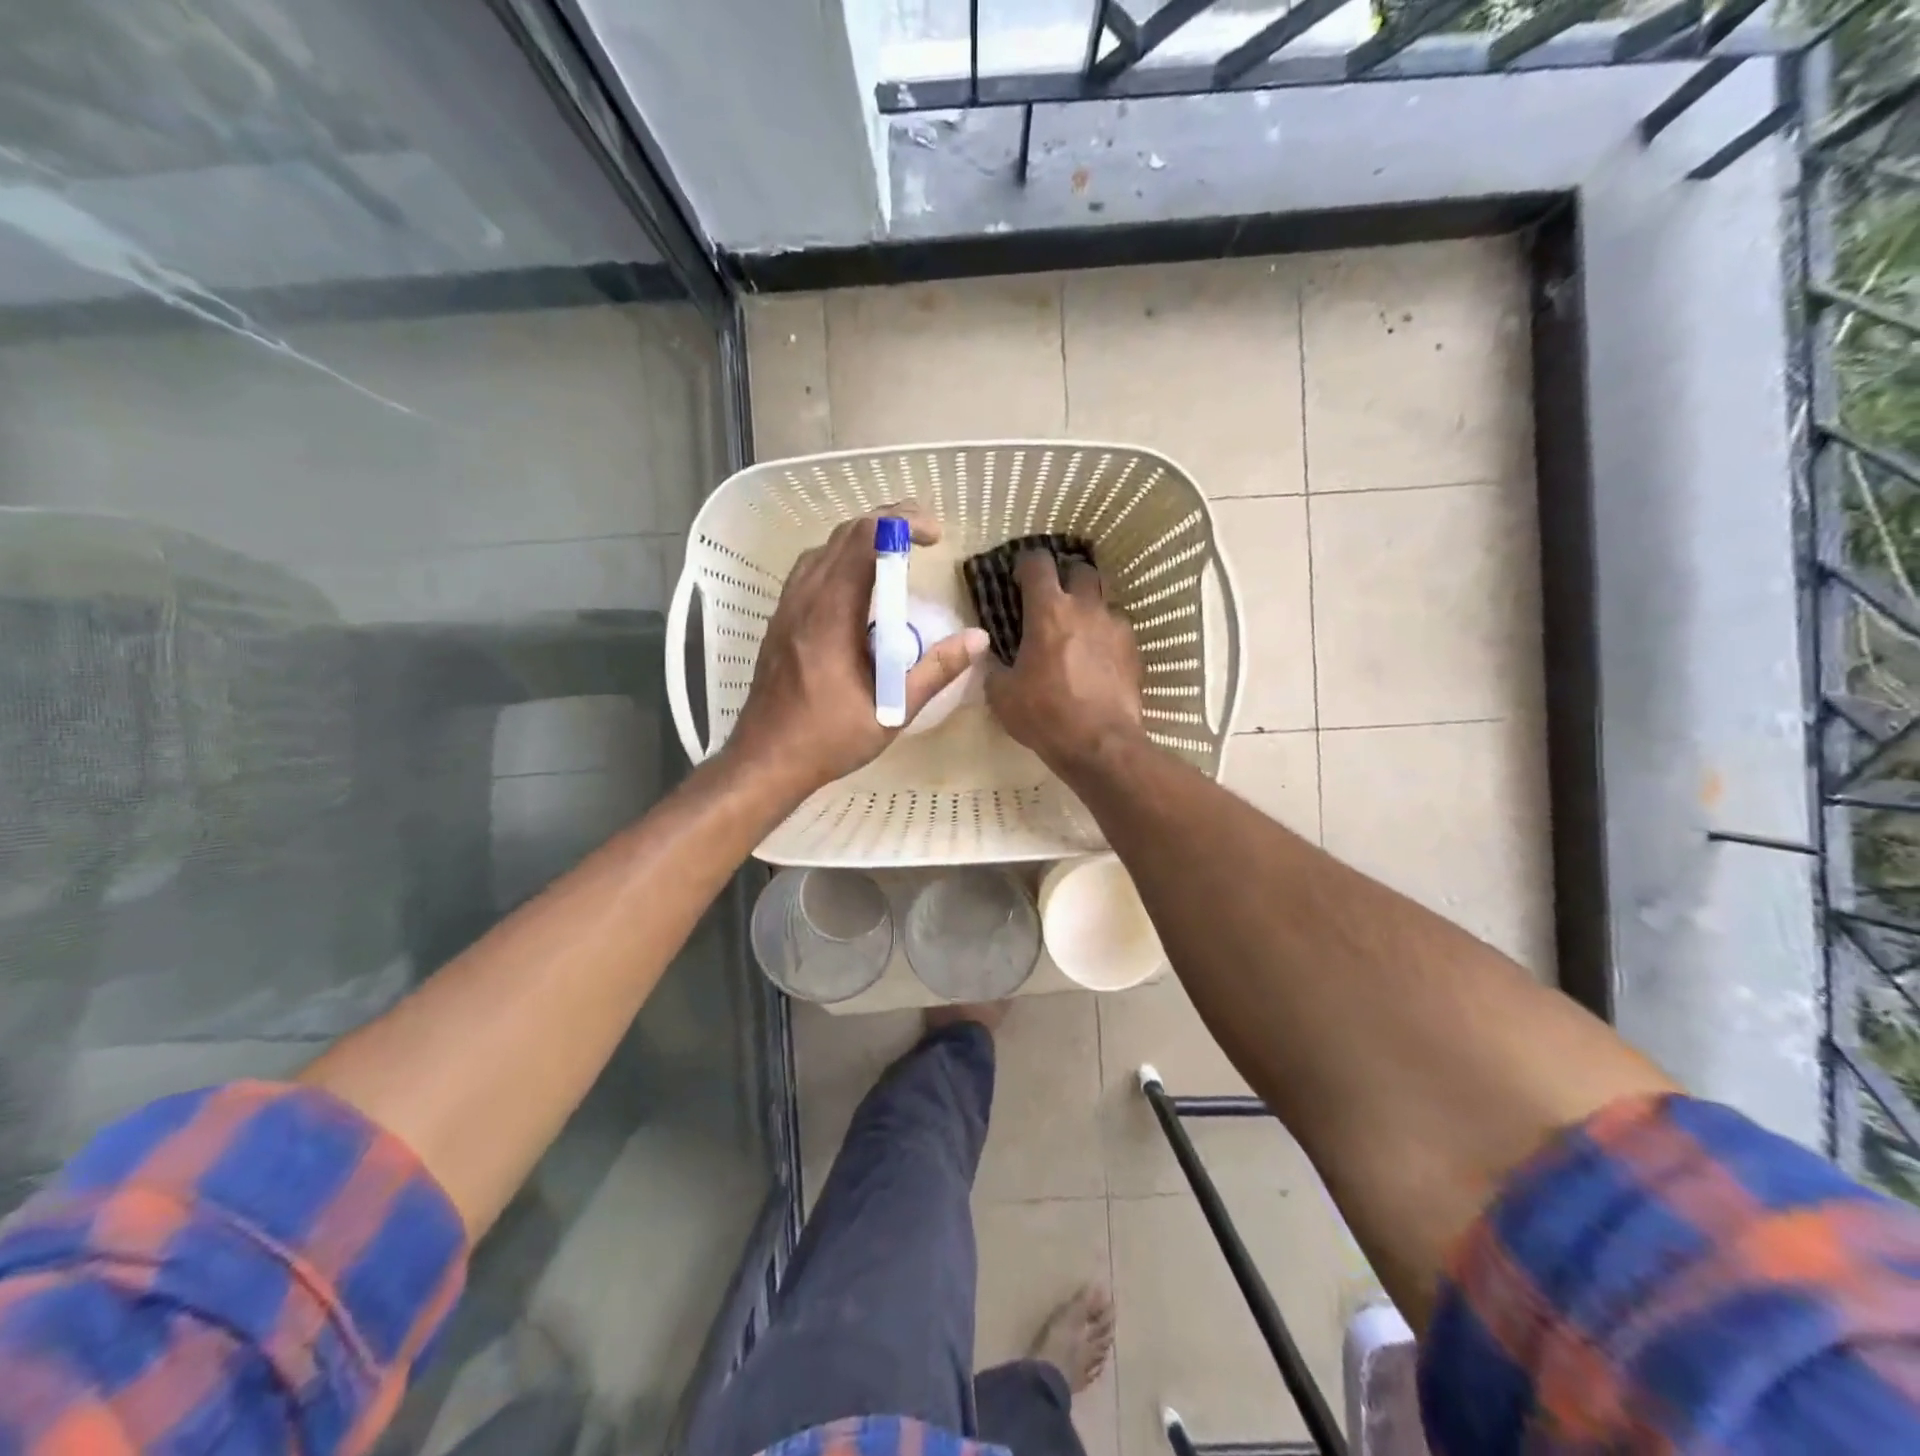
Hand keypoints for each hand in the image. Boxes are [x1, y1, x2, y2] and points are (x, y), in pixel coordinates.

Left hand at [724, 507, 989, 795]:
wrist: (765, 760)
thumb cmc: (829, 740)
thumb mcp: (893, 712)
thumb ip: (936, 671)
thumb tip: (978, 639)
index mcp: (831, 617)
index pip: (863, 541)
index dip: (901, 524)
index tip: (934, 536)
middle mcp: (804, 601)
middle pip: (843, 535)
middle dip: (887, 522)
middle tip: (924, 534)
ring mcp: (786, 609)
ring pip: (823, 549)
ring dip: (861, 538)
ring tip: (896, 551)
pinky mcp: (780, 621)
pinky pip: (810, 570)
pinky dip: (840, 559)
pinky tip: (860, 585)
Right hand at [985, 550, 1144, 778]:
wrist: (1100, 743)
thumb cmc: (1044, 714)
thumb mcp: (1002, 694)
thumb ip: (993, 666)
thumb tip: (989, 655)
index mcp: (1048, 611)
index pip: (1038, 563)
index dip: (1026, 564)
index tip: (1019, 578)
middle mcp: (1085, 607)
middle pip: (1080, 569)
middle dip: (1065, 577)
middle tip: (1053, 598)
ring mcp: (1115, 626)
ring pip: (1104, 598)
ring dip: (1089, 605)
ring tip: (1078, 628)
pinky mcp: (1134, 649)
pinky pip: (1118, 629)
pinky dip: (1106, 634)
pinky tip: (1098, 656)